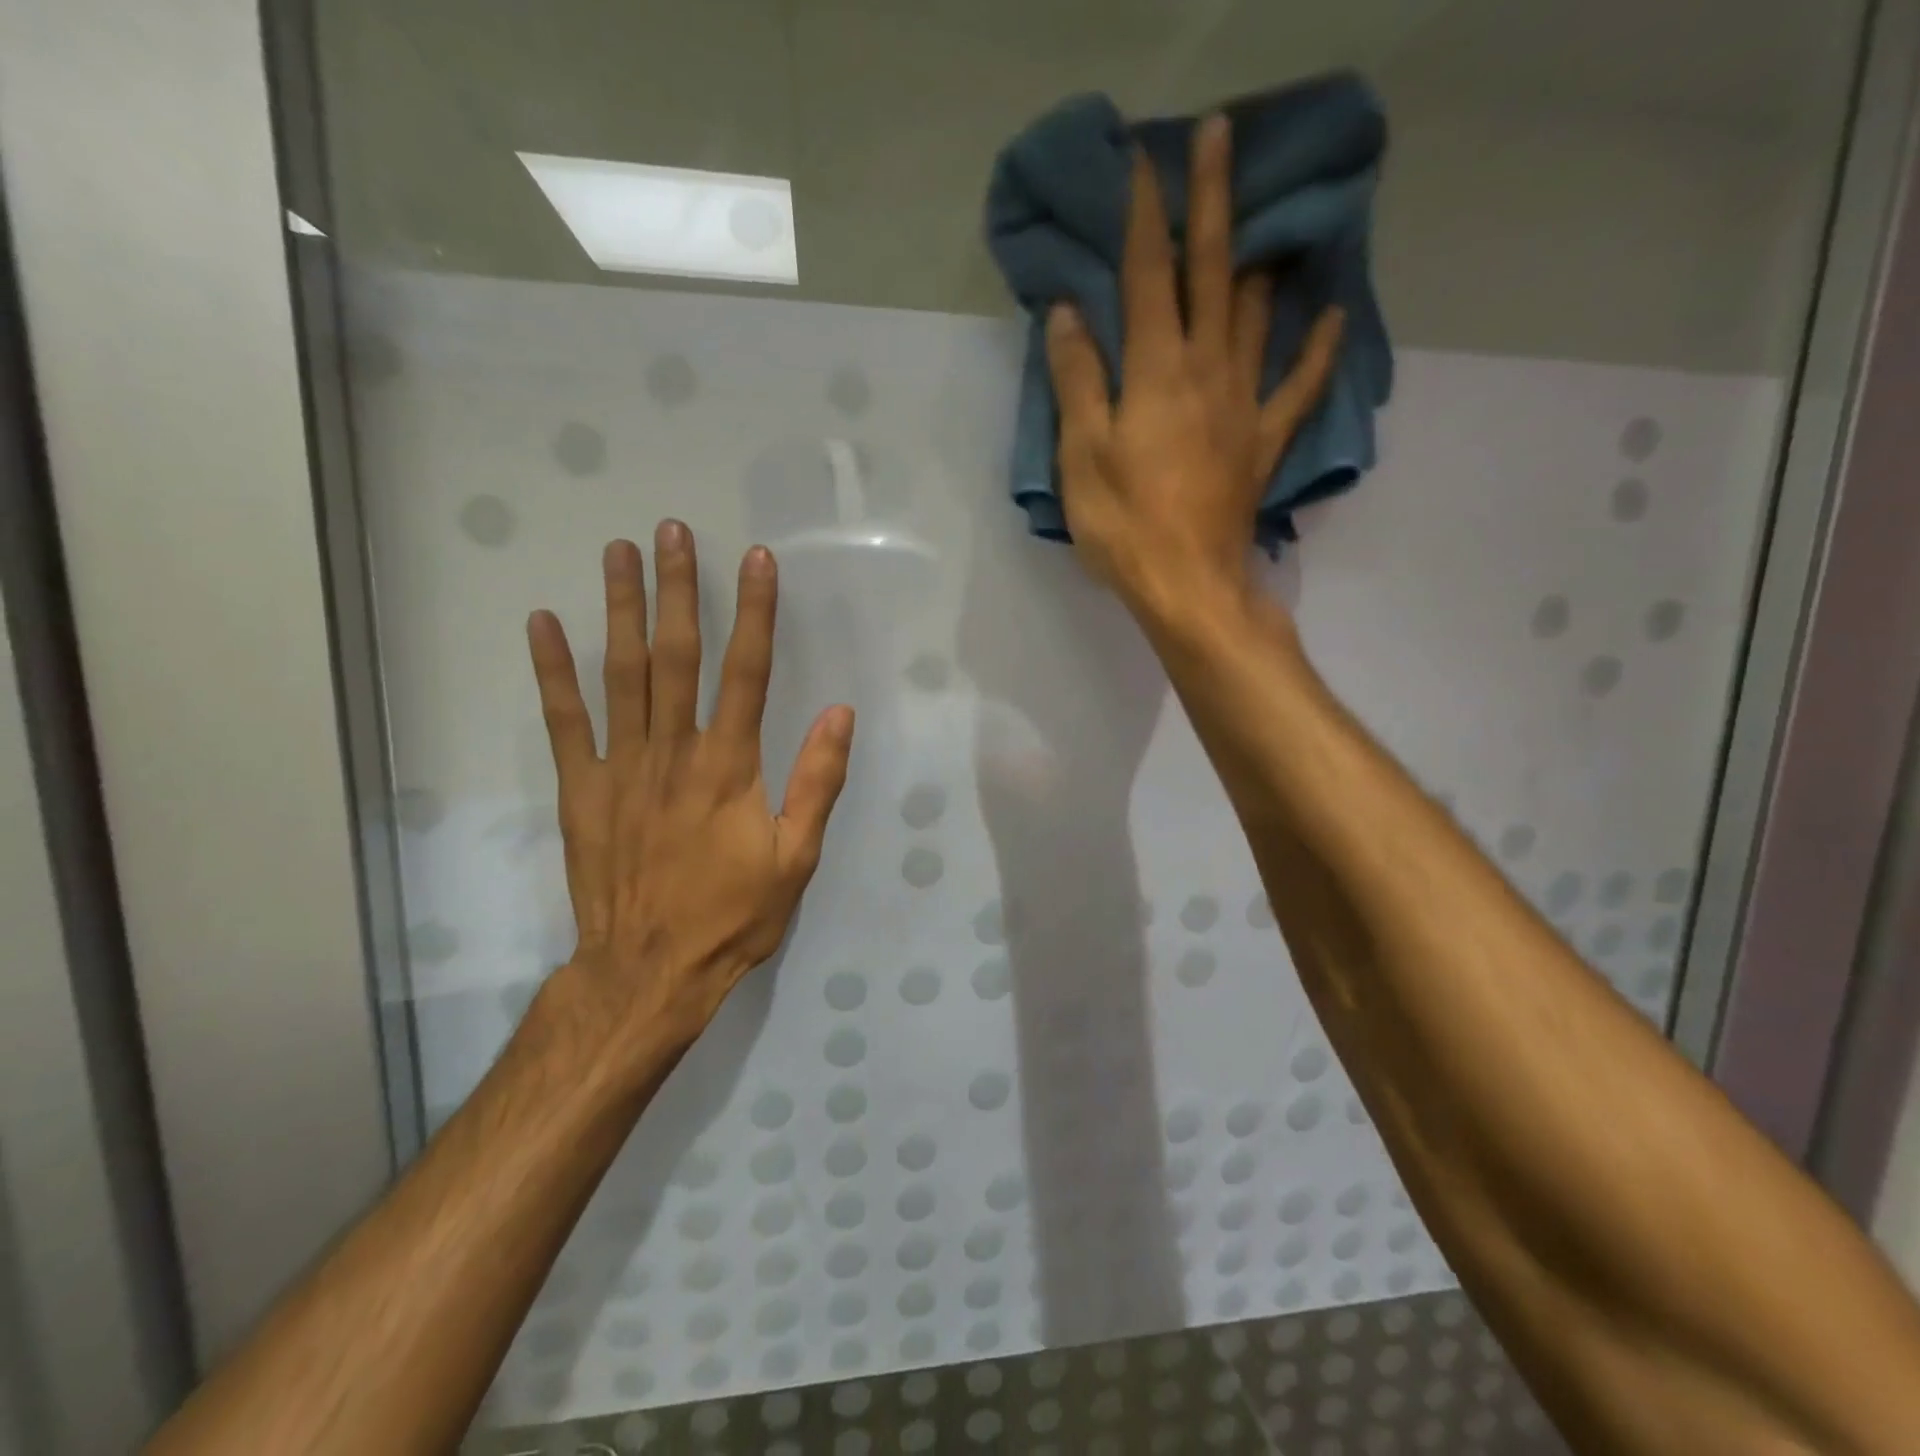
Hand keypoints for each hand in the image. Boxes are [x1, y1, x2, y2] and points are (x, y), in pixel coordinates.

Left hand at [526, 523, 853, 1052]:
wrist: (650, 970)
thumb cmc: (732, 915)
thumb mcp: (796, 857)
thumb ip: (817, 782)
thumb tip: (839, 714)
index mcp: (730, 766)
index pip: (747, 671)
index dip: (755, 613)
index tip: (756, 560)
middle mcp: (674, 751)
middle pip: (678, 656)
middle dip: (679, 590)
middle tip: (671, 531)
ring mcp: (620, 767)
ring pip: (622, 674)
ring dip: (621, 610)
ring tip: (618, 552)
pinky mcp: (581, 789)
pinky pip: (564, 721)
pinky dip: (553, 671)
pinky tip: (543, 624)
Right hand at [1044, 113, 1345, 618]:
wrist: (1188, 586)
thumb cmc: (1124, 525)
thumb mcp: (1081, 456)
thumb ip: (1078, 382)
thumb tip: (1070, 315)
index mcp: (1155, 372)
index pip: (1148, 277)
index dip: (1145, 217)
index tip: (1144, 161)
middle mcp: (1206, 371)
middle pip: (1212, 274)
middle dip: (1212, 203)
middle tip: (1219, 137)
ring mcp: (1243, 405)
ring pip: (1256, 317)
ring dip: (1259, 263)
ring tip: (1264, 225)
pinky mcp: (1262, 443)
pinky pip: (1298, 388)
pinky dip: (1318, 350)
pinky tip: (1334, 317)